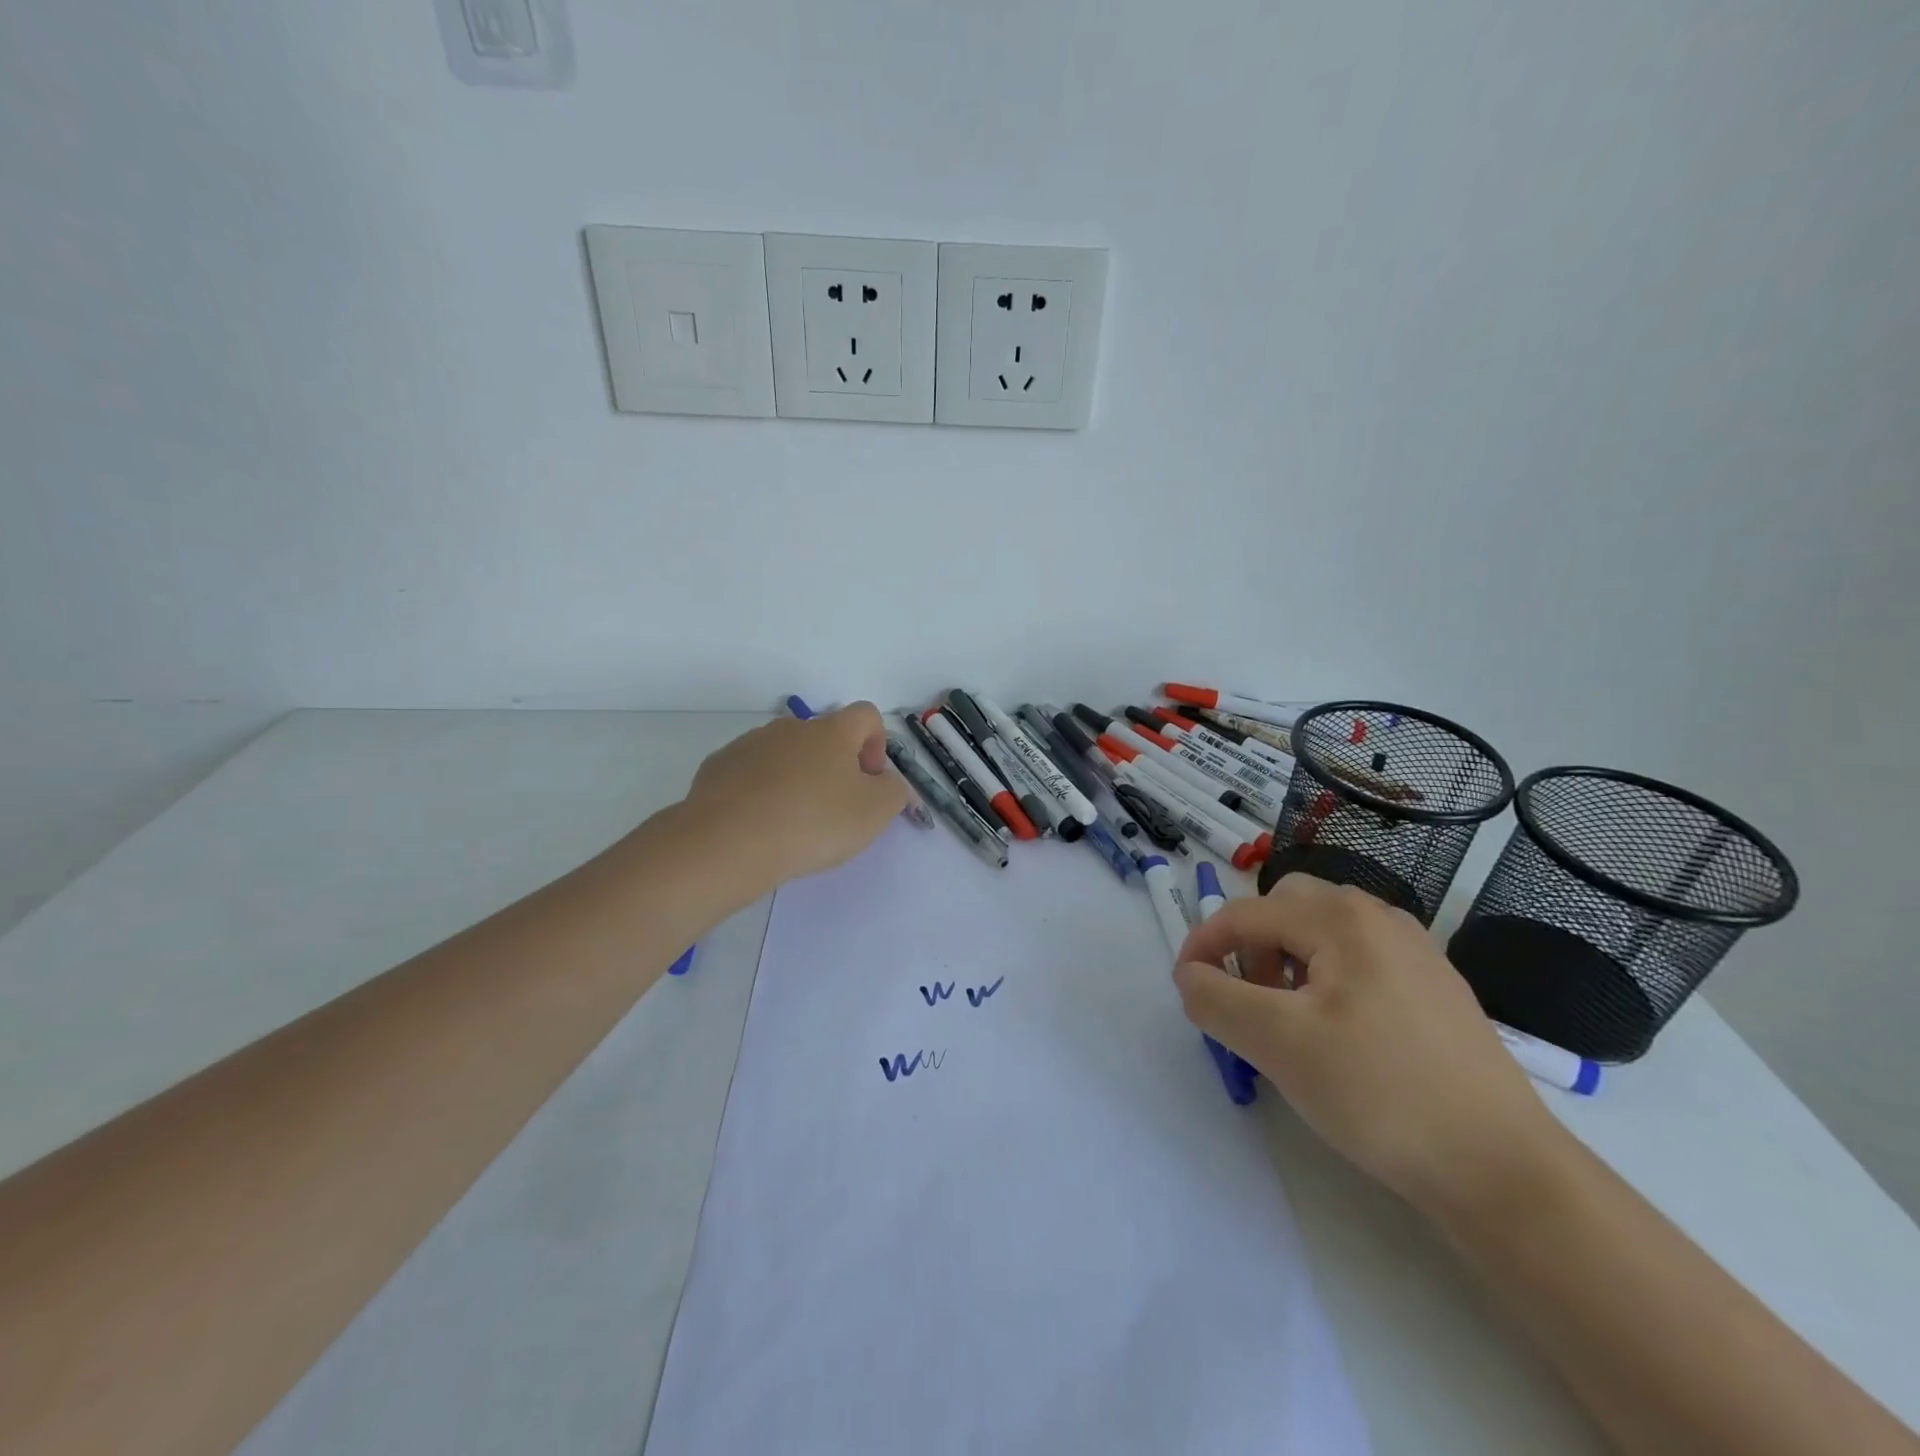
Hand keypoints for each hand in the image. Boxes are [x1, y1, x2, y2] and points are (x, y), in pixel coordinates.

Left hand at [680, 702, 909, 902]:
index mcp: (832, 731)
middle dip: (835, 767)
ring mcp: (750, 743)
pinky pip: (752, 772)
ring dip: (797, 778)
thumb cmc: (813, 823)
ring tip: (794, 822)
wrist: (727, 842)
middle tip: (835, 809)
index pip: (866, 715)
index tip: (870, 780)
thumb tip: (888, 781)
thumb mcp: (874, 813)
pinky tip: (760, 824)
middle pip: (824, 736)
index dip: (877, 744)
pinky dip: (762, 791)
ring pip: (786, 755)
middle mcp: (791, 727)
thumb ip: (894, 791)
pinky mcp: (719, 766)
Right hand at [1173, 873, 1568, 1218]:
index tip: (1185, 989)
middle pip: (1285, 908)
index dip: (1202, 945)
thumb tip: (1190, 976)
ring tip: (1289, 1020)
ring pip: (1322, 932)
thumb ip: (1215, 999)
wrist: (1503, 1169)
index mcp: (1341, 919)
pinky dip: (1325, 977)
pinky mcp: (1434, 985)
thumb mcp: (1278, 1044)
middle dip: (1250, 945)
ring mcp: (1414, 950)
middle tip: (1247, 1001)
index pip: (1245, 913)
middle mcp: (1379, 917)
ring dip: (1285, 961)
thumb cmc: (1380, 1093)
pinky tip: (1338, 1033)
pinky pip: (1357, 958)